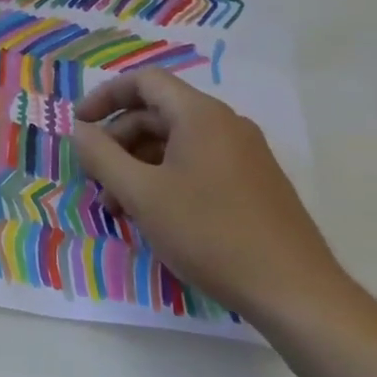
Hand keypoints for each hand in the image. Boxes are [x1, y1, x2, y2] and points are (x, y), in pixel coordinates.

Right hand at [71, 70, 349, 326]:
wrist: (297, 294)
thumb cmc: (211, 234)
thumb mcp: (142, 194)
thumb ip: (102, 156)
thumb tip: (80, 130)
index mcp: (201, 115)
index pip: (144, 82)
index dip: (105, 96)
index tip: (80, 124)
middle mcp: (226, 125)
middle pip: (157, 114)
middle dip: (118, 141)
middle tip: (95, 177)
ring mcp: (245, 155)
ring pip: (176, 143)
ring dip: (139, 165)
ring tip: (119, 207)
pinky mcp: (254, 185)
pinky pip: (197, 165)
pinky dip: (166, 179)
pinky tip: (155, 216)